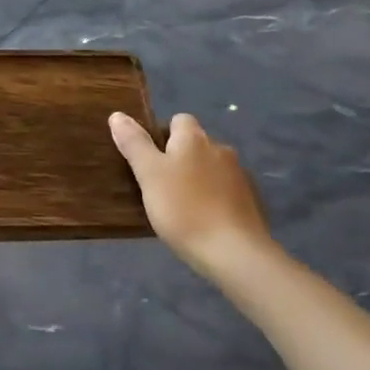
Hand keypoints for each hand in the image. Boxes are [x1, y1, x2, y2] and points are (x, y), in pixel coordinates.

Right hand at [109, 111, 272, 276]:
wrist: (235, 253)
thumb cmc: (184, 209)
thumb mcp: (149, 175)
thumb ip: (134, 143)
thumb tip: (117, 115)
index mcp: (194, 138)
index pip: (178, 120)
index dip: (162, 136)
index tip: (150, 161)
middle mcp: (220, 148)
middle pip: (195, 145)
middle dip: (180, 159)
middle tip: (160, 187)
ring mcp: (240, 176)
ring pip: (211, 169)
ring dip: (198, 180)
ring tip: (182, 208)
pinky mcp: (251, 202)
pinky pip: (226, 192)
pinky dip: (215, 199)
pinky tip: (205, 222)